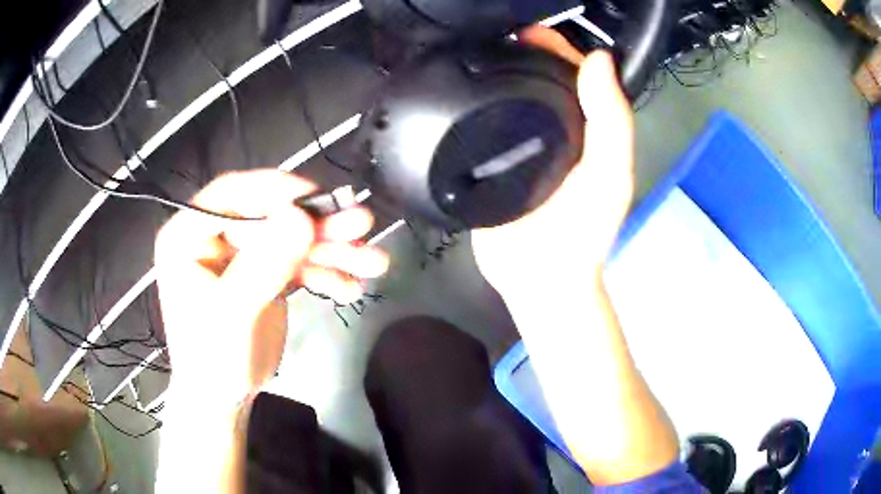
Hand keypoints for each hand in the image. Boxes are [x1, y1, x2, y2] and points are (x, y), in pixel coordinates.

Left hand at [154, 170, 388, 409]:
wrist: (224, 399)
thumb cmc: (212, 359)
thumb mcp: (233, 313)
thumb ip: (263, 265)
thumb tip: (301, 216)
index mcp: (189, 236)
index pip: (230, 195)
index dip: (273, 189)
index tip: (316, 197)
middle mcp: (216, 237)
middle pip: (270, 216)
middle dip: (317, 225)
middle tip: (362, 224)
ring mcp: (243, 255)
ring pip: (290, 239)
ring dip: (332, 249)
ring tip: (372, 262)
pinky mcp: (265, 274)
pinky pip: (298, 264)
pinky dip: (326, 273)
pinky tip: (349, 287)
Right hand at [472, 26, 634, 303]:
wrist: (537, 276)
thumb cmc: (582, 231)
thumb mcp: (610, 174)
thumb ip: (611, 120)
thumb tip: (599, 60)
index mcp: (589, 132)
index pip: (579, 78)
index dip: (561, 50)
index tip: (532, 35)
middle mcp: (558, 134)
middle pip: (543, 83)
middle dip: (526, 57)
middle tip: (498, 42)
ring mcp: (522, 149)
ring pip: (512, 101)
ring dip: (499, 77)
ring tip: (476, 58)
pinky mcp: (492, 164)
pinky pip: (483, 127)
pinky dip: (475, 107)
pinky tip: (460, 94)